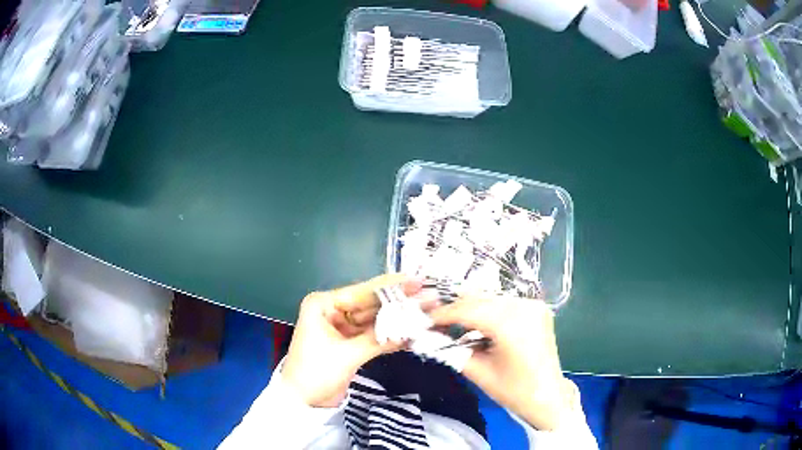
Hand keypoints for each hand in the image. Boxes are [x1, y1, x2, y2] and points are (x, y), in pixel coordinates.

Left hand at [282, 275, 420, 407]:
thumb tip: (412, 328)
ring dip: (398, 318)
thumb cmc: (315, 373)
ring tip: (427, 311)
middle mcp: (333, 311)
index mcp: (323, 305)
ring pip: (375, 319)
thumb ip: (379, 340)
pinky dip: (391, 334)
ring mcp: (343, 327)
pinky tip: (413, 331)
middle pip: (371, 304)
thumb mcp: (346, 355)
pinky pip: (374, 334)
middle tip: (428, 296)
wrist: (304, 402)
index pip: (361, 292)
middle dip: (399, 302)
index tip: (417, 282)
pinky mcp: (351, 342)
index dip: (390, 288)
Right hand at [430, 295, 576, 430]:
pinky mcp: (537, 309)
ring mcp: (533, 305)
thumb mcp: (478, 372)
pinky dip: (488, 311)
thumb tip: (429, 335)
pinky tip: (477, 323)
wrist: (548, 397)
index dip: (443, 314)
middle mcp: (524, 306)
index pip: (467, 310)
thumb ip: (451, 350)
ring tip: (453, 322)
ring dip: (471, 309)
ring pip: (491, 300)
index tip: (425, 319)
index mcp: (510, 323)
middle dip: (455, 309)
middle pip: (479, 300)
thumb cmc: (513, 390)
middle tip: (435, 320)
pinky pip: (505, 304)